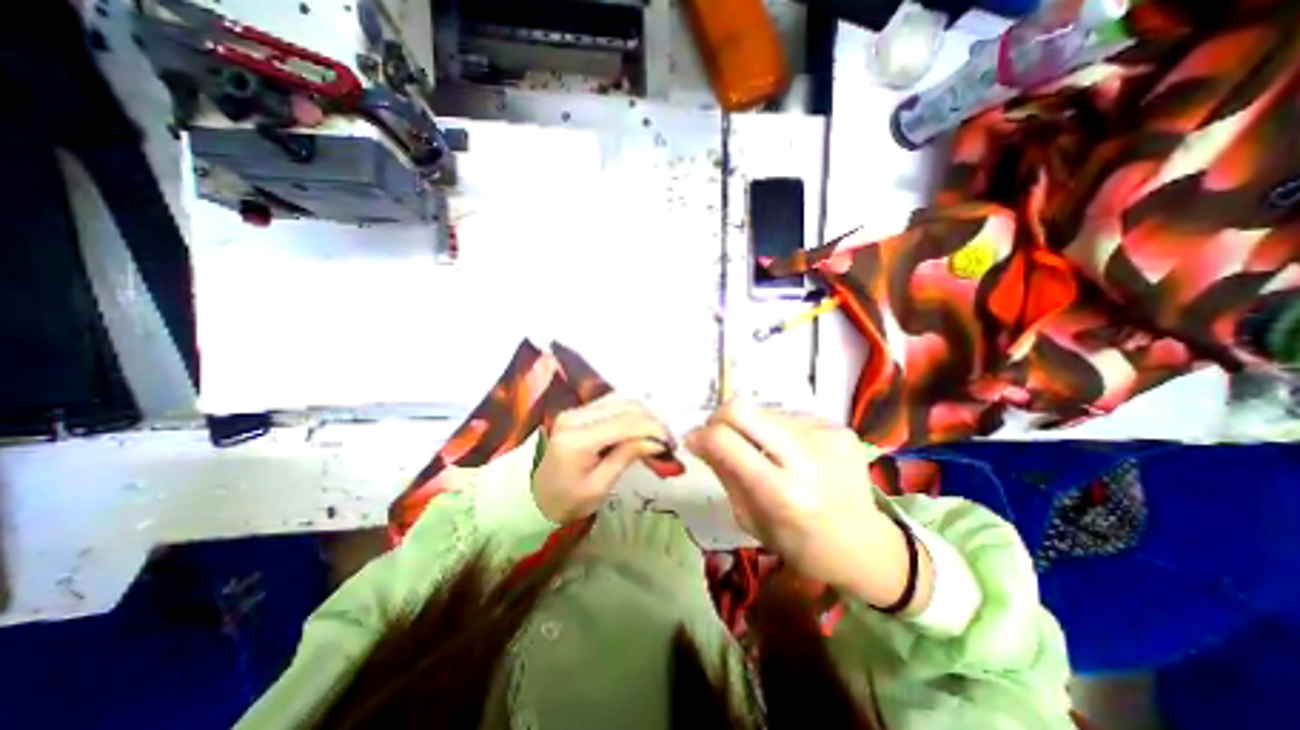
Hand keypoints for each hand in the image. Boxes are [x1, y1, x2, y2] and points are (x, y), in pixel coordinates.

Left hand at [530, 396, 668, 520]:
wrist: (531, 497)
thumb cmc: (565, 501)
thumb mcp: (599, 487)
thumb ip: (627, 457)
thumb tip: (657, 441)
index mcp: (577, 439)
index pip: (625, 424)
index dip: (653, 430)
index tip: (671, 445)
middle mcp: (575, 416)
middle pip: (625, 406)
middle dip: (652, 421)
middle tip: (667, 443)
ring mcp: (575, 410)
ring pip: (621, 401)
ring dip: (644, 416)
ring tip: (657, 437)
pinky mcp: (578, 412)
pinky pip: (612, 405)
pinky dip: (631, 415)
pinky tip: (640, 430)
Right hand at [684, 402, 928, 611]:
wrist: (868, 546)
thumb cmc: (802, 545)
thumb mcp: (751, 520)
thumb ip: (724, 474)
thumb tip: (698, 439)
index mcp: (782, 493)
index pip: (725, 441)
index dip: (700, 435)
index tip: (693, 441)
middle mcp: (806, 457)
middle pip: (743, 408)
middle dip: (719, 418)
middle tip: (719, 435)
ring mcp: (826, 436)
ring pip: (765, 411)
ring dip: (753, 428)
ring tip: (766, 453)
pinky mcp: (838, 427)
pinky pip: (790, 417)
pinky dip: (780, 432)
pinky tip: (793, 454)